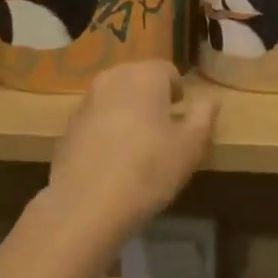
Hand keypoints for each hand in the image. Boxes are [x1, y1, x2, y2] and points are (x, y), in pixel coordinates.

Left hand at [46, 62, 219, 241]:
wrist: (85, 206)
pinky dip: (106, 132)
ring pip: (115, 99)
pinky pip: (96, 121)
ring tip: (137, 148)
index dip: (178, 92)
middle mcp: (112, 78)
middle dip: (152, 99)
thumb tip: (210, 98)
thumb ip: (204, 115)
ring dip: (127, 114)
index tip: (182, 118)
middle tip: (163, 131)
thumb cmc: (149, 169)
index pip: (168, 71)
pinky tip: (112, 162)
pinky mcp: (67, 128)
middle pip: (139, 80)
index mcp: (144, 75)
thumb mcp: (191, 146)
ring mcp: (85, 102)